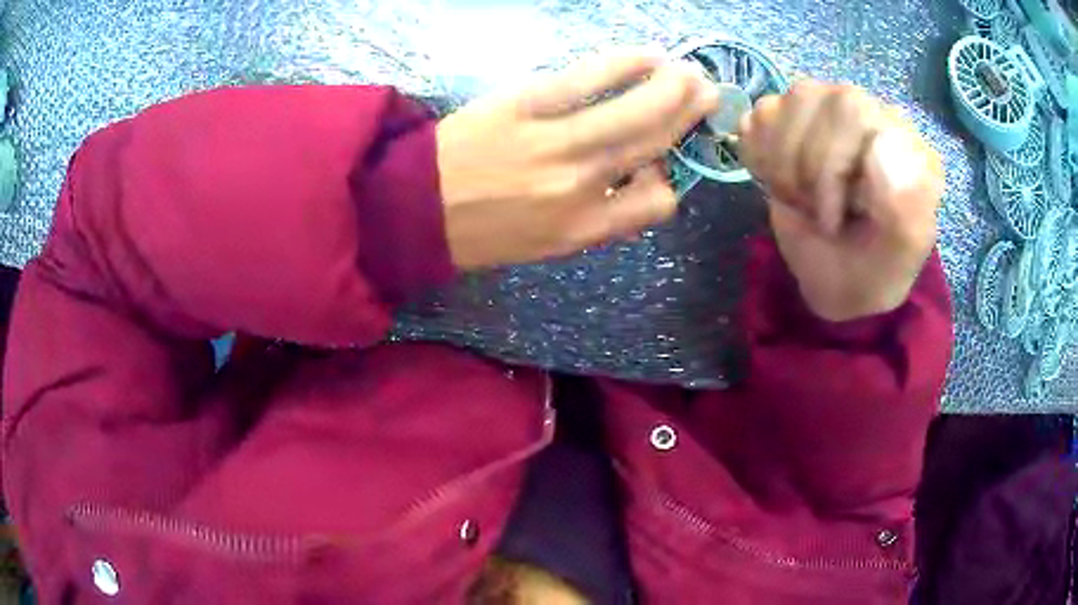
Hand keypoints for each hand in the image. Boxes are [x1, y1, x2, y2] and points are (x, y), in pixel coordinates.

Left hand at [437, 50, 718, 269]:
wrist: (411, 208)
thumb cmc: (479, 231)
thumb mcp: (544, 246)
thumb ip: (596, 218)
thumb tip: (637, 180)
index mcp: (584, 229)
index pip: (657, 203)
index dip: (668, 180)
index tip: (660, 163)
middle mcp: (581, 185)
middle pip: (655, 143)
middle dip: (689, 115)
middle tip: (706, 92)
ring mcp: (555, 142)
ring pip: (635, 109)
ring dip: (672, 86)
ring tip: (688, 71)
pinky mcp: (526, 105)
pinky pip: (589, 78)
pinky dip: (625, 63)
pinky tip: (647, 56)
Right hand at [739, 81, 943, 321]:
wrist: (839, 281)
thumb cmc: (874, 268)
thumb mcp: (900, 251)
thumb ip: (907, 204)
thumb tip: (881, 140)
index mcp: (901, 133)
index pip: (850, 109)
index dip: (829, 167)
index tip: (835, 220)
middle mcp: (863, 109)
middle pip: (807, 99)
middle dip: (802, 170)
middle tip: (816, 214)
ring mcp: (825, 108)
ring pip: (778, 105)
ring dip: (780, 168)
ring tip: (803, 201)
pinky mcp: (791, 119)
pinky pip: (759, 116)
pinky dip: (759, 156)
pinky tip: (783, 183)